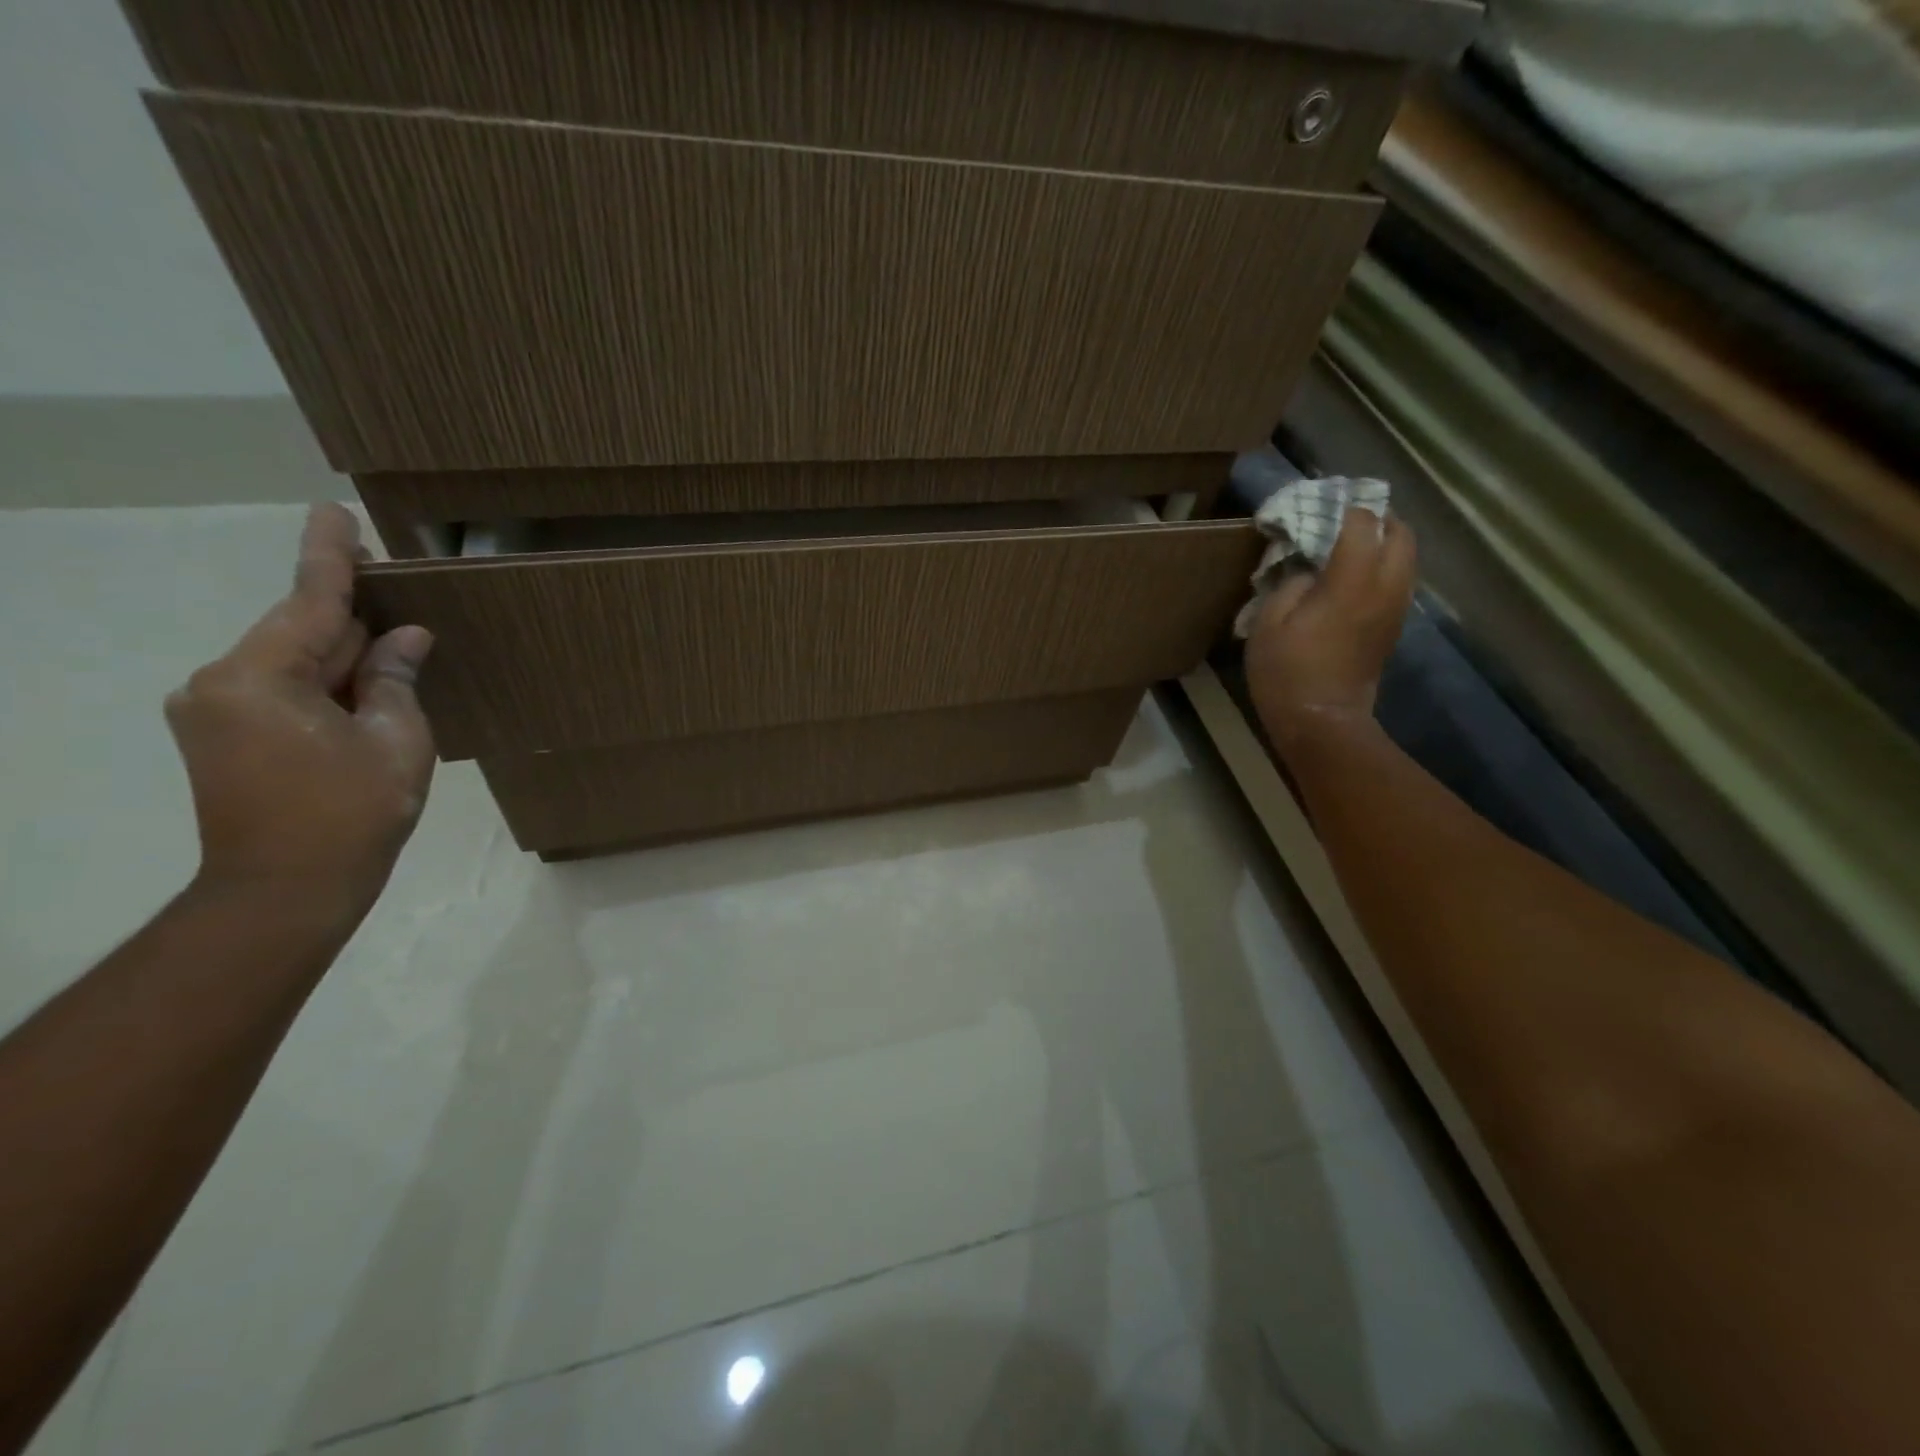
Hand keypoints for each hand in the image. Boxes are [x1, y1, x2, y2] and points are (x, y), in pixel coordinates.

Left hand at [165, 505, 435, 917]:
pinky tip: (366, 684)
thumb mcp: (395, 739)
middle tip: (395, 585)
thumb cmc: (350, 812)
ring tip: (394, 645)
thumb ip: (394, 678)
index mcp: (257, 677)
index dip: (329, 555)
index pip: (307, 600)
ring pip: (293, 662)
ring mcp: (215, 711)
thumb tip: (405, 637)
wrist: (285, 890)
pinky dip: (326, 681)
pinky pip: (283, 689)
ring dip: (343, 653)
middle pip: (299, 631)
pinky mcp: (223, 737)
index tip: (332, 510)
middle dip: (350, 615)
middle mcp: (218, 682)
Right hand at [1244, 506, 1416, 752]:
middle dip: (1379, 518)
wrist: (1321, 721)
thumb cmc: (1286, 672)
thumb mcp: (1268, 623)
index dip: (1346, 508)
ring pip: (1407, 557)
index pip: (1362, 524)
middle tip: (1348, 518)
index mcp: (1352, 581)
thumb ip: (1290, 584)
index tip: (1324, 503)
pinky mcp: (1393, 627)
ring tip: (1353, 544)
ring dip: (1386, 542)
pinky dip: (1385, 567)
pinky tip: (1356, 577)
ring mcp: (1395, 608)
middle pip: (1400, 534)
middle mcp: (1385, 587)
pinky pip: (1400, 581)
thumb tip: (1309, 572)